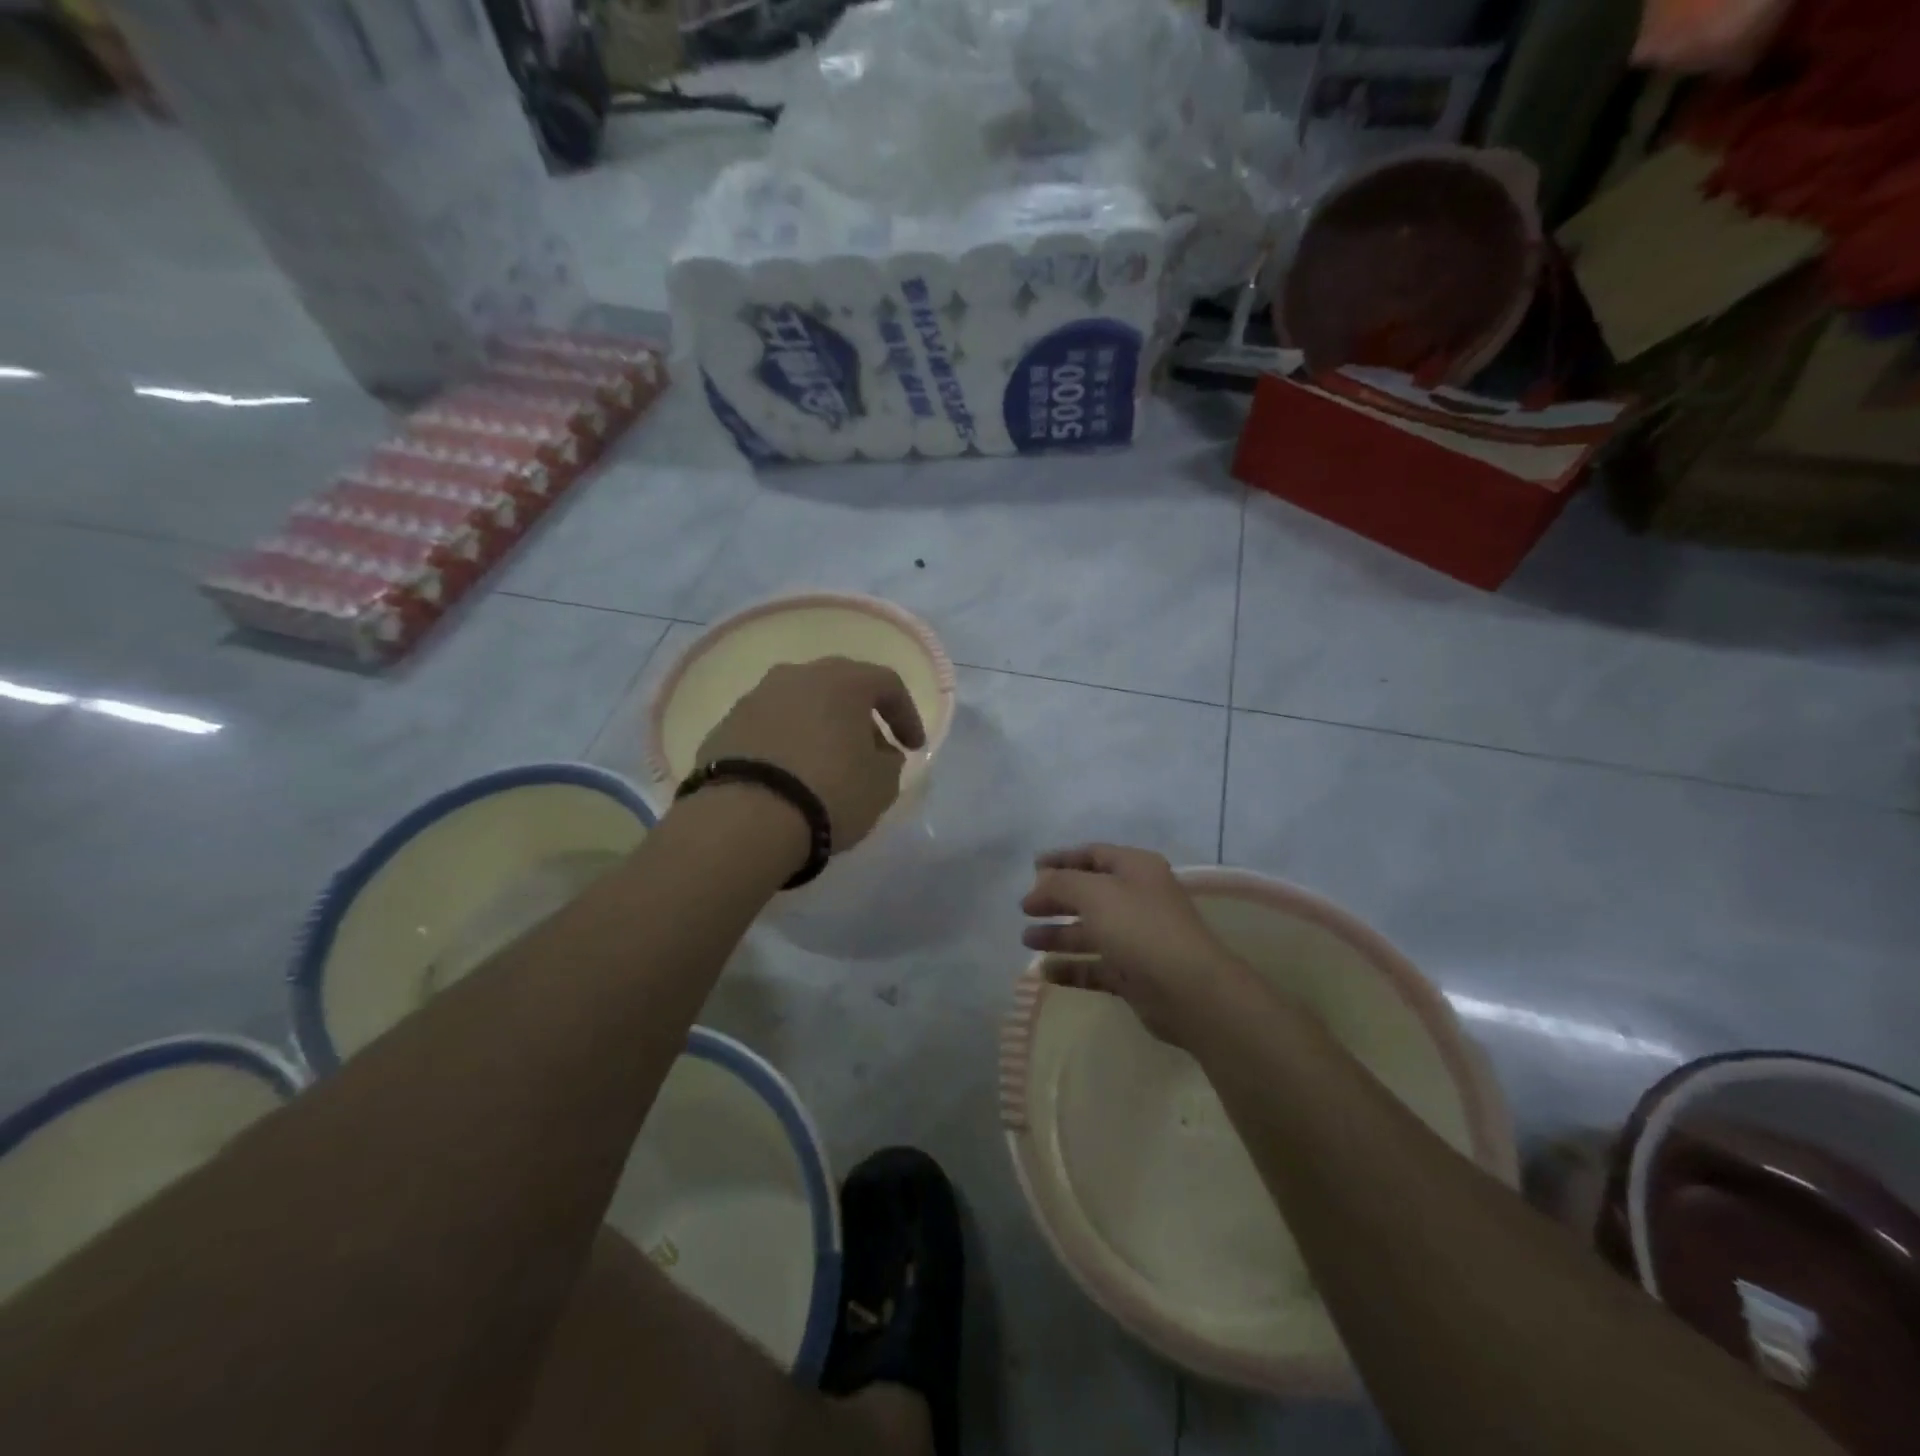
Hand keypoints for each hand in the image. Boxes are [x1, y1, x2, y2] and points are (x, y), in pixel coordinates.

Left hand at [694, 657, 926, 852]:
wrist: (744, 818)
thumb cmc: (829, 792)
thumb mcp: (882, 785)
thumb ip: (889, 761)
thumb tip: (879, 753)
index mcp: (842, 681)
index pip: (887, 684)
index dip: (906, 715)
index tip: (913, 747)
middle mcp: (797, 676)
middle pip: (839, 687)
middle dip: (860, 717)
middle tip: (871, 751)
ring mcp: (755, 698)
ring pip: (800, 704)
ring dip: (820, 728)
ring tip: (827, 765)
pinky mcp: (725, 725)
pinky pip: (769, 728)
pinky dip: (786, 744)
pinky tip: (789, 776)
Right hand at [1021, 844, 1258, 1045]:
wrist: (1189, 990)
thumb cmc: (1140, 928)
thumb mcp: (1094, 893)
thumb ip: (1061, 883)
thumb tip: (1039, 885)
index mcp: (1136, 869)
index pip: (1093, 854)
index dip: (1062, 859)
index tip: (1032, 868)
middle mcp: (1138, 899)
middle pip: (1089, 894)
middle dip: (1056, 900)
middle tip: (1024, 909)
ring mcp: (1137, 939)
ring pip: (1091, 932)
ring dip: (1058, 935)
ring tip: (1027, 941)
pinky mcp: (1135, 975)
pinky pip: (1096, 967)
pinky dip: (1072, 968)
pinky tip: (1045, 973)